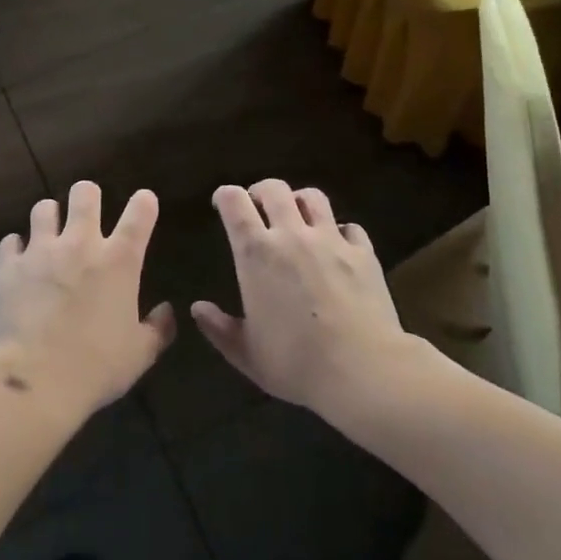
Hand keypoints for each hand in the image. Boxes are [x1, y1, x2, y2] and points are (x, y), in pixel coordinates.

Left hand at [0, 182, 175, 418]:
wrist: (35, 379)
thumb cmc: (96, 366)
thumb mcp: (140, 354)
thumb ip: (158, 329)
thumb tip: (166, 311)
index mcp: (119, 261)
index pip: (140, 212)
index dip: (144, 202)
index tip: (144, 203)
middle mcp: (81, 244)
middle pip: (85, 193)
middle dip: (88, 196)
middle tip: (87, 211)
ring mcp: (41, 251)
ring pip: (44, 208)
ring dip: (50, 217)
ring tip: (50, 232)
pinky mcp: (10, 266)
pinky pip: (11, 242)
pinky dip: (17, 248)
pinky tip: (19, 260)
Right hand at [193, 180, 410, 411]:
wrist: (362, 370)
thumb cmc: (295, 363)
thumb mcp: (246, 354)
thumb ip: (218, 328)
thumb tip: (198, 308)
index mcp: (256, 253)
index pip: (234, 202)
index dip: (224, 196)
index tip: (222, 205)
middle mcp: (292, 235)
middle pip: (274, 189)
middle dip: (261, 192)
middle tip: (258, 208)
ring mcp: (331, 240)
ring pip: (313, 197)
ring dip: (300, 202)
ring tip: (297, 219)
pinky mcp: (363, 253)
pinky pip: (349, 227)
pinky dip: (339, 231)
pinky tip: (338, 247)